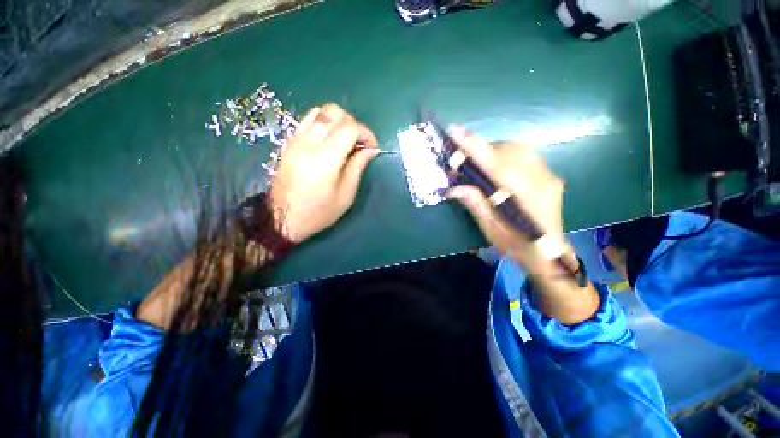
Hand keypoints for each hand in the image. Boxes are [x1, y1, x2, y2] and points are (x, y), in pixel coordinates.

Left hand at [269, 104, 379, 242]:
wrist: (284, 218)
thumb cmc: (319, 212)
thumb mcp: (346, 195)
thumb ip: (358, 167)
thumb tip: (371, 150)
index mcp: (326, 157)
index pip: (350, 128)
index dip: (366, 133)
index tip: (372, 147)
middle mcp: (310, 142)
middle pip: (335, 113)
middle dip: (354, 124)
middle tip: (359, 144)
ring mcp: (297, 140)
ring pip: (320, 111)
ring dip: (338, 120)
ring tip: (345, 139)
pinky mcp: (289, 143)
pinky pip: (308, 120)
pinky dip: (323, 123)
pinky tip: (328, 139)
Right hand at [447, 126, 598, 323]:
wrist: (550, 256)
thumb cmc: (518, 247)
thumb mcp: (491, 230)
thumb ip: (475, 204)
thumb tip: (454, 187)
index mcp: (524, 197)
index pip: (494, 164)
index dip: (473, 147)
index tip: (455, 130)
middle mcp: (541, 180)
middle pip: (508, 151)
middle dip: (482, 151)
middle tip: (463, 163)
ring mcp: (549, 176)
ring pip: (518, 149)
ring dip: (494, 152)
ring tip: (480, 167)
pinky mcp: (551, 176)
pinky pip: (526, 156)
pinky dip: (506, 157)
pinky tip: (499, 170)